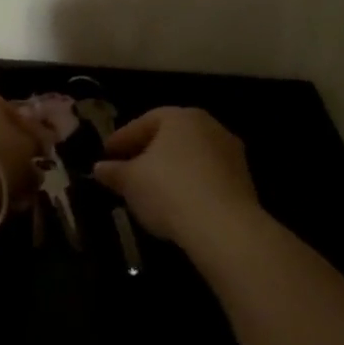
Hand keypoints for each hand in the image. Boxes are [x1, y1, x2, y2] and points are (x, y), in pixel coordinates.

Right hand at [93, 107, 259, 246]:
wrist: (225, 228)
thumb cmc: (169, 191)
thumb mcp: (130, 181)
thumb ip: (113, 171)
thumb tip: (99, 168)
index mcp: (180, 117)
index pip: (144, 122)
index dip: (121, 139)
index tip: (105, 155)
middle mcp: (209, 126)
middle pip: (170, 137)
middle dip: (147, 152)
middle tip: (127, 169)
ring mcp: (230, 152)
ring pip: (190, 157)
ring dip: (170, 169)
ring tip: (150, 190)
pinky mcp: (243, 180)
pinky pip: (207, 176)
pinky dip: (189, 184)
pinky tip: (177, 203)